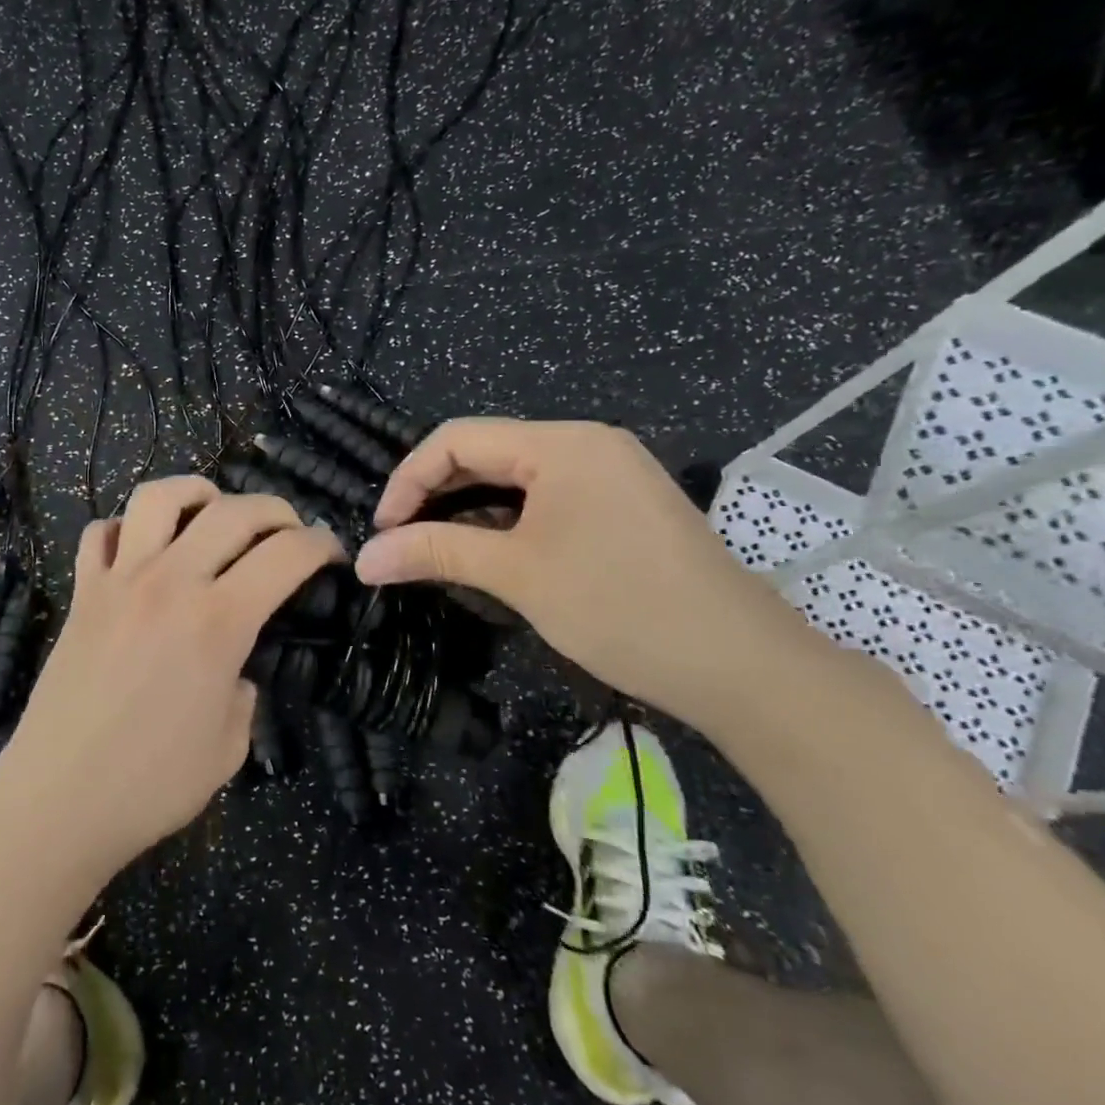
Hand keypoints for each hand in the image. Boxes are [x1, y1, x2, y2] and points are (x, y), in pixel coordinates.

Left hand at [0, 476, 342, 884]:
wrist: (58, 800)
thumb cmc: (152, 785)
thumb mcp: (229, 746)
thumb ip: (241, 692)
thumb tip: (232, 669)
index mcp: (219, 621)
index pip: (285, 555)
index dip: (320, 544)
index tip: (331, 553)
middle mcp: (171, 583)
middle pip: (232, 511)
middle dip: (275, 510)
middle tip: (288, 531)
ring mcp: (119, 581)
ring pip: (158, 497)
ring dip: (196, 491)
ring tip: (212, 510)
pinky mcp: (82, 593)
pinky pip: (101, 534)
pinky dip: (127, 528)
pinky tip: (143, 548)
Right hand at [353, 419, 825, 730]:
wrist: (741, 666)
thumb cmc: (620, 606)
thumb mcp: (516, 575)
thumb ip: (434, 553)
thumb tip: (363, 559)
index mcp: (561, 443)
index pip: (457, 438)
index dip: (408, 480)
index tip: (382, 531)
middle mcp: (585, 445)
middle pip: (485, 454)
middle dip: (435, 496)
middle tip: (400, 544)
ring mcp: (609, 475)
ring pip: (513, 480)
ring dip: (467, 513)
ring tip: (434, 552)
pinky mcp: (621, 508)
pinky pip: (545, 501)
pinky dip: (506, 524)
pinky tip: (487, 556)